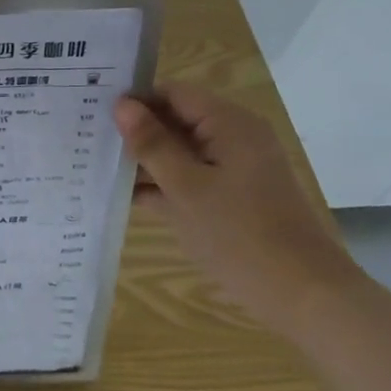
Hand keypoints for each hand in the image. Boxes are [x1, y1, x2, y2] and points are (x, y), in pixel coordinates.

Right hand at [115, 82, 361, 337]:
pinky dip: (161, 185)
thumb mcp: (186, 188)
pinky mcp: (231, 198)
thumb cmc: (240, 235)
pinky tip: (122, 196)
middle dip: (135, 130)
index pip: (173, 93)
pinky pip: (189, 179)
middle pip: (176, 120)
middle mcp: (233, 138)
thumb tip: (121, 105)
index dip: (134, 99)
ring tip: (94, 164)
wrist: (304, 296)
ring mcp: (233, 170)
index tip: (91, 109)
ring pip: (179, 152)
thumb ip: (152, 144)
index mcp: (229, 124)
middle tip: (86, 137)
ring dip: (144, 160)